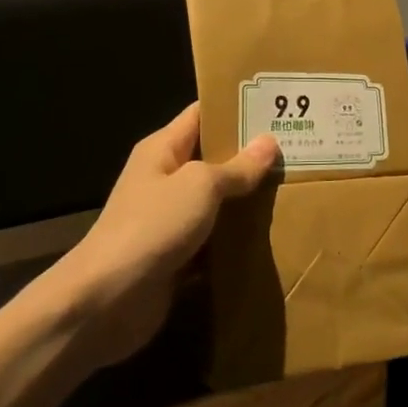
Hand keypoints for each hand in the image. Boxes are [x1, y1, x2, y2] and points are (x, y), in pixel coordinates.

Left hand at [49, 104, 279, 366]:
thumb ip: (237, 167)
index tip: (277, 106)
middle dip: (252, 156)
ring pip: (218, 201)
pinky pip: (216, 239)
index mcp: (163, 149)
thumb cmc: (153, 226)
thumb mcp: (200, 186)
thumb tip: (269, 142)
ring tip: (296, 187)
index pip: (202, 115)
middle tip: (298, 148)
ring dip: (249, 200)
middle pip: (214, 158)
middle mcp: (166, 179)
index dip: (236, 107)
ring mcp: (171, 219)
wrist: (108, 300)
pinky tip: (275, 234)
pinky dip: (239, 239)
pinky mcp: (179, 256)